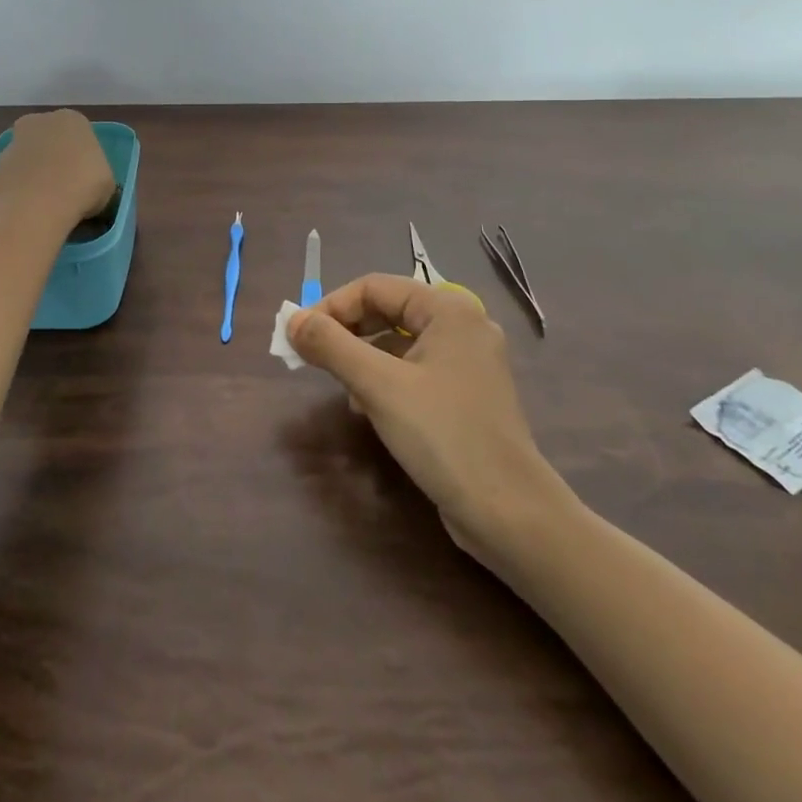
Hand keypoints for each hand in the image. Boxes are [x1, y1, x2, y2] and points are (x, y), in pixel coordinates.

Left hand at [0, 110, 115, 230]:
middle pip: (50, 141)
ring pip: (29, 159)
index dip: (84, 158)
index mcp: (72, 119)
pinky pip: (13, 180)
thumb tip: (87, 188)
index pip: (80, 134)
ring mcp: (12, 144)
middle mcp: (39, 122)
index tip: (87, 180)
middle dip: (55, 160)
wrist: (35, 206)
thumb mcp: (107, 184)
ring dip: (35, 176)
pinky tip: (29, 211)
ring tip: (46, 206)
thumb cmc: (81, 186)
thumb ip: (97, 176)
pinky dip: (19, 192)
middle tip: (66, 189)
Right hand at [288, 274, 569, 562]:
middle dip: (346, 331)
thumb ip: (331, 346)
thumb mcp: (378, 386)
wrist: (510, 514)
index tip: (299, 335)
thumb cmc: (442, 435)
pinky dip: (385, 379)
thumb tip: (292, 321)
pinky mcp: (467, 395)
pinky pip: (415, 370)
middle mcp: (462, 326)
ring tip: (340, 386)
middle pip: (388, 310)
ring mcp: (468, 362)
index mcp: (448, 310)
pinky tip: (368, 408)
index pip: (375, 287)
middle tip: (312, 356)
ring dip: (362, 356)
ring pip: (399, 342)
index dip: (332, 306)